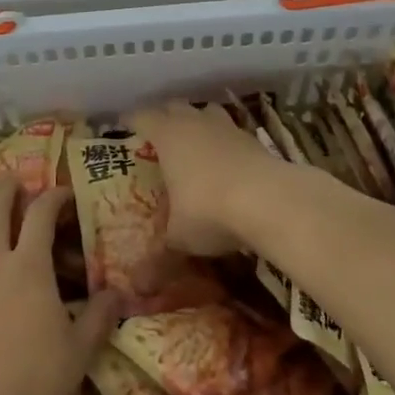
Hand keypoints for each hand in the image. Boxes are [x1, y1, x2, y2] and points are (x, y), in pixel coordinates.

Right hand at [129, 101, 289, 256]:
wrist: (271, 200)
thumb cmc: (209, 210)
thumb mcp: (180, 238)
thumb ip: (159, 258)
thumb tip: (138, 287)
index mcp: (167, 135)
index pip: (142, 117)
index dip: (131, 121)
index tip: (123, 127)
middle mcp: (194, 122)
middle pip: (174, 107)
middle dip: (164, 117)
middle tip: (157, 137)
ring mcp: (227, 127)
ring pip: (206, 112)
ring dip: (198, 123)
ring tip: (194, 144)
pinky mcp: (253, 139)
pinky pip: (231, 132)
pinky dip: (224, 143)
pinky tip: (226, 164)